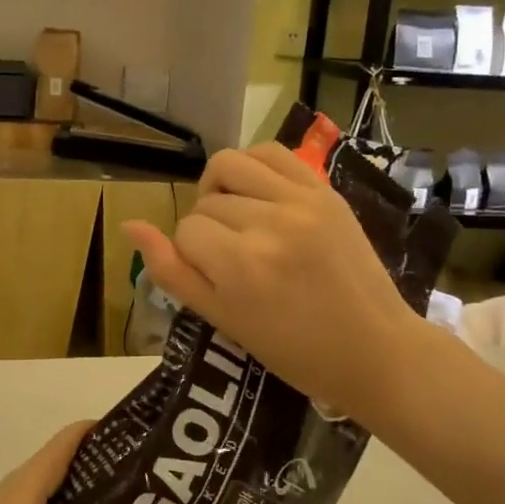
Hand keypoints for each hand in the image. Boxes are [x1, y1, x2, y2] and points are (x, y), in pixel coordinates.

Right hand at [125, 143, 423, 420]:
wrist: (374, 349)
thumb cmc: (293, 350)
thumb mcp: (223, 319)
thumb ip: (172, 272)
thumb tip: (130, 226)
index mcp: (241, 265)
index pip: (185, 232)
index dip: (190, 255)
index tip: (216, 279)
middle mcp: (269, 223)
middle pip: (206, 203)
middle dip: (207, 229)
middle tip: (231, 259)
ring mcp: (301, 201)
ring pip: (229, 166)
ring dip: (219, 188)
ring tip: (235, 215)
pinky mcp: (325, 191)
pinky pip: (271, 153)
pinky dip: (251, 165)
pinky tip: (255, 191)